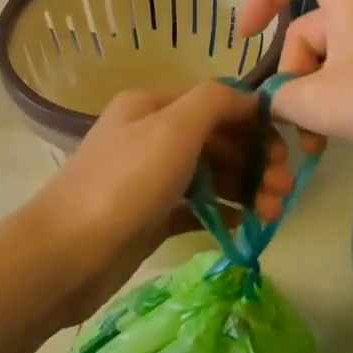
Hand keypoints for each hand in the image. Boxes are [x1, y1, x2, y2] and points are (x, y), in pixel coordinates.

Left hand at [28, 83, 295, 324]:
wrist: (67, 254)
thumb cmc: (124, 184)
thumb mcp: (173, 128)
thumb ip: (214, 102)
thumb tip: (249, 98)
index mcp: (152, 106)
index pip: (215, 102)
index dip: (253, 121)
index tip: (285, 150)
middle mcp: (150, 136)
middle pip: (215, 139)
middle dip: (253, 160)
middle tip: (283, 190)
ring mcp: (149, 179)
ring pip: (209, 175)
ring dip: (244, 188)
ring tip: (272, 214)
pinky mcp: (150, 217)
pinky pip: (196, 207)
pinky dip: (222, 212)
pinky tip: (246, 225)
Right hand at [236, 0, 352, 166]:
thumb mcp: (322, 103)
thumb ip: (281, 97)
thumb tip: (273, 98)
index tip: (244, 39)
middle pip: (312, 25)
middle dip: (294, 75)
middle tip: (295, 125)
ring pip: (338, 52)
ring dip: (320, 92)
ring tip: (323, 140)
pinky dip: (348, 92)